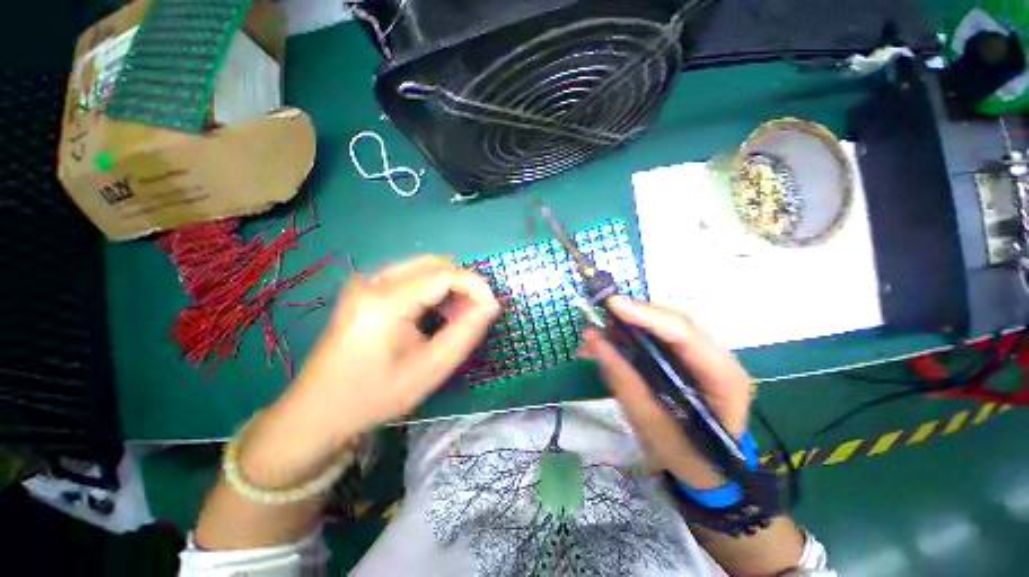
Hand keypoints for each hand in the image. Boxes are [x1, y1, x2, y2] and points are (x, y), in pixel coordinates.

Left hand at [237, 255, 498, 489]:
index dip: (476, 286)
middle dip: (463, 285)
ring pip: (425, 267)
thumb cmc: (375, 396)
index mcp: (386, 301)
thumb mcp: (430, 369)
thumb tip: (491, 305)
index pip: (446, 274)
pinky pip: (412, 275)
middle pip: (436, 264)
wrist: (318, 410)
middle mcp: (374, 280)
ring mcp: (366, 281)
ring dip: (448, 287)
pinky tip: (433, 314)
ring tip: (453, 318)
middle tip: (471, 316)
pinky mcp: (366, 288)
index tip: (492, 308)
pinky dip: (433, 289)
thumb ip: (466, 332)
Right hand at [580, 296, 752, 487]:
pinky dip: (629, 336)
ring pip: (662, 324)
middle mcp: (717, 356)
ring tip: (596, 336)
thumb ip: (623, 379)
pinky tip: (607, 344)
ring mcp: (703, 354)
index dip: (647, 315)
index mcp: (723, 377)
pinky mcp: (687, 356)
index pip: (685, 334)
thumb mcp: (650, 424)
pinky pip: (656, 336)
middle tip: (599, 323)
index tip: (612, 304)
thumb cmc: (685, 454)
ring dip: (627, 326)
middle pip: (673, 321)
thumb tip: (594, 340)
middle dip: (633, 317)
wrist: (706, 470)